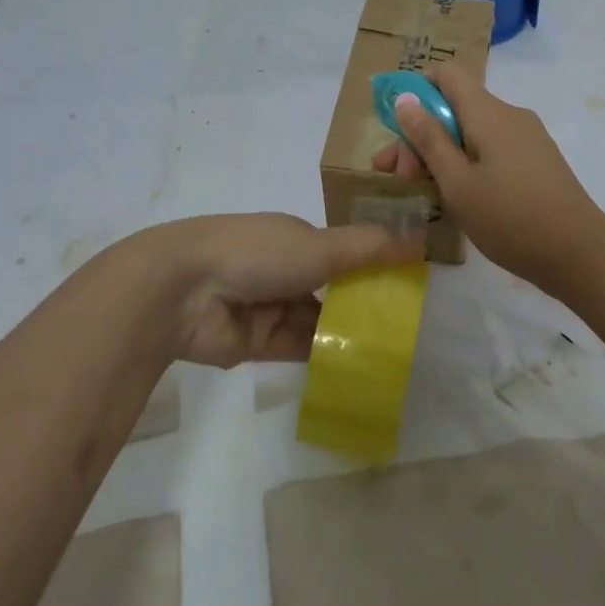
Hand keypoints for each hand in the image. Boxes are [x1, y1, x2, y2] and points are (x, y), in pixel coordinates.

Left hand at [145, 213, 423, 368]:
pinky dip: (328, 356)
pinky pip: (301, 350)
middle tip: (408, 325)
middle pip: (333, 288)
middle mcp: (285, 269)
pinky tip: (363, 368)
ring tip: (395, 351)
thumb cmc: (257, 252)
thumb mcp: (321, 245)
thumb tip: (420, 240)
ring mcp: (271, 307)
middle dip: (364, 304)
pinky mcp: (259, 344)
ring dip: (349, 333)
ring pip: (320, 321)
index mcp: (296, 237)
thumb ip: (370, 248)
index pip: (343, 251)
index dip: (374, 265)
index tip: (409, 283)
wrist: (185, 289)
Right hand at [371, 65, 604, 296]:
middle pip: (454, 108)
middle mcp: (509, 115)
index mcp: (488, 113)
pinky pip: (491, 148)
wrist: (580, 254)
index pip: (448, 74)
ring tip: (419, 191)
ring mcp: (526, 138)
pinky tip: (456, 196)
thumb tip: (405, 98)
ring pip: (471, 132)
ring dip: (441, 153)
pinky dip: (466, 163)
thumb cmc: (510, 218)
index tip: (397, 128)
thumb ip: (429, 138)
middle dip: (420, 136)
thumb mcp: (457, 182)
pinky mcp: (535, 161)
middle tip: (398, 177)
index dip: (417, 90)